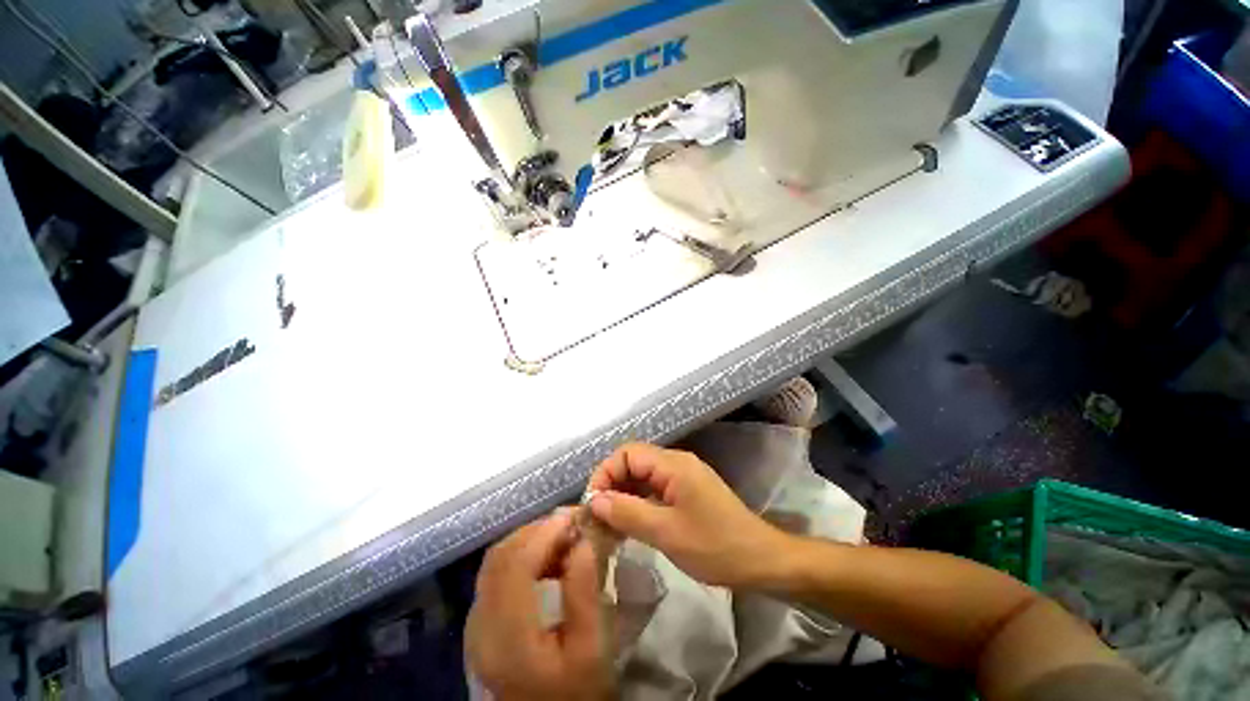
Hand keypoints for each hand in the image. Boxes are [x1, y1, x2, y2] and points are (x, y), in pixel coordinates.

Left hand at [466, 512, 612, 700]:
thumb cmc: (574, 690)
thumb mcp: (591, 649)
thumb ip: (584, 594)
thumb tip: (583, 541)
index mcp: (506, 638)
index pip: (515, 566)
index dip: (544, 533)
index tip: (575, 516)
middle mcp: (480, 626)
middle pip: (500, 556)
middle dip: (538, 530)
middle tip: (573, 524)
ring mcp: (475, 623)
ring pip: (496, 559)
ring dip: (530, 539)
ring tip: (565, 538)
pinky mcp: (480, 620)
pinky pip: (497, 571)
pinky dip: (523, 554)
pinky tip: (549, 558)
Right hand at [587, 442, 789, 587]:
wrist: (761, 561)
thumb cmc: (715, 546)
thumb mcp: (666, 532)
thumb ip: (627, 512)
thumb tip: (594, 500)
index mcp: (672, 464)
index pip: (627, 453)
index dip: (606, 473)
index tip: (593, 504)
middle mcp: (677, 463)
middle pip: (634, 462)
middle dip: (612, 485)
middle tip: (599, 518)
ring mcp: (684, 477)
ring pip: (643, 477)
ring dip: (624, 496)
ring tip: (610, 524)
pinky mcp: (688, 492)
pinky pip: (655, 489)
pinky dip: (639, 503)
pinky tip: (631, 524)